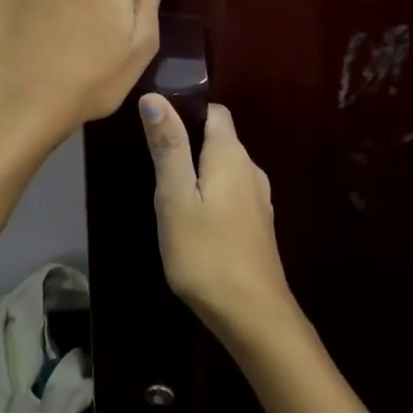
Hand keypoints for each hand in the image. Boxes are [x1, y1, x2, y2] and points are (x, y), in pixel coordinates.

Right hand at [139, 97, 298, 343]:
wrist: (252, 314)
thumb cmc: (206, 252)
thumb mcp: (176, 198)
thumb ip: (168, 146)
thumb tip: (155, 97)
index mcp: (231, 154)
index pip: (214, 111)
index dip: (187, 110)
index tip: (157, 125)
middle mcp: (251, 168)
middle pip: (220, 138)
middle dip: (189, 142)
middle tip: (154, 163)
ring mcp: (259, 198)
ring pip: (225, 168)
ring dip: (199, 171)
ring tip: (168, 192)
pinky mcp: (258, 224)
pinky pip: (232, 193)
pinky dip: (212, 194)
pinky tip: (194, 218)